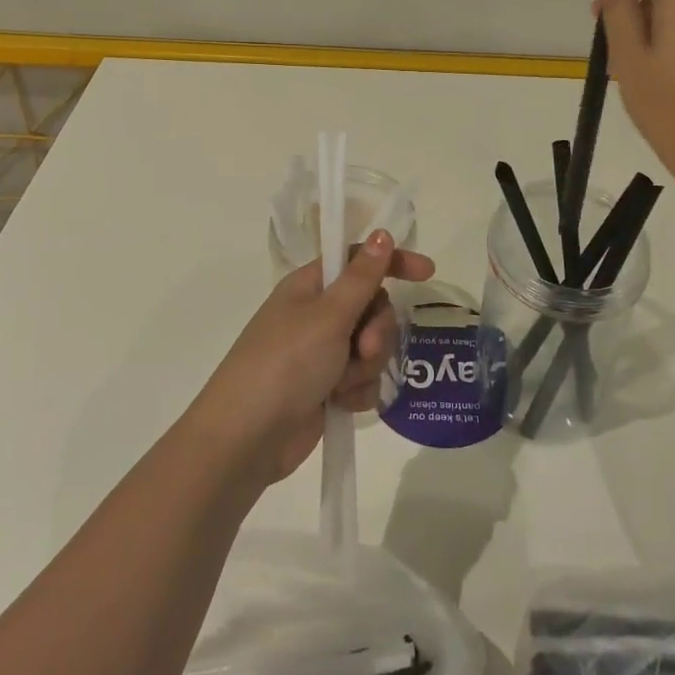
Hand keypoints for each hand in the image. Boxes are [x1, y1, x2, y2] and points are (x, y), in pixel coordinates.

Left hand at [186, 230, 433, 484]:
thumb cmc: (285, 364)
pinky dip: (358, 391)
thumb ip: (362, 277)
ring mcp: (322, 353)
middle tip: (364, 349)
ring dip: (366, 365)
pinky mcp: (326, 388)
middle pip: (372, 306)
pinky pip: (363, 379)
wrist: (247, 440)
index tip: (427, 273)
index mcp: (311, 286)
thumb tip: (382, 234)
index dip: (393, 262)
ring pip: (371, 346)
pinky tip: (343, 404)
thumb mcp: (328, 315)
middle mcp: (317, 314)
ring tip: (343, 384)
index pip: (359, 261)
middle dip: (377, 330)